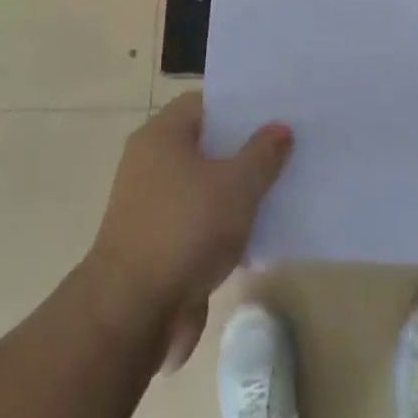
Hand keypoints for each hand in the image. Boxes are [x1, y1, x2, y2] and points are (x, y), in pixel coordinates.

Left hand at [84, 94, 291, 372]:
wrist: (131, 314)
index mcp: (161, 135)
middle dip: (243, 150)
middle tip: (286, 149)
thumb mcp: (236, 186)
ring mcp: (151, 207)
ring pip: (204, 187)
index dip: (239, 106)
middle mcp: (150, 163)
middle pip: (205, 145)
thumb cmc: (184, 230)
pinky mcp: (157, 246)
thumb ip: (262, 154)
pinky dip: (222, 228)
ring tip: (280, 191)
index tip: (274, 113)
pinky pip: (198, 224)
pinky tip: (257, 237)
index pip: (205, 103)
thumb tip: (280, 128)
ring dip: (235, 193)